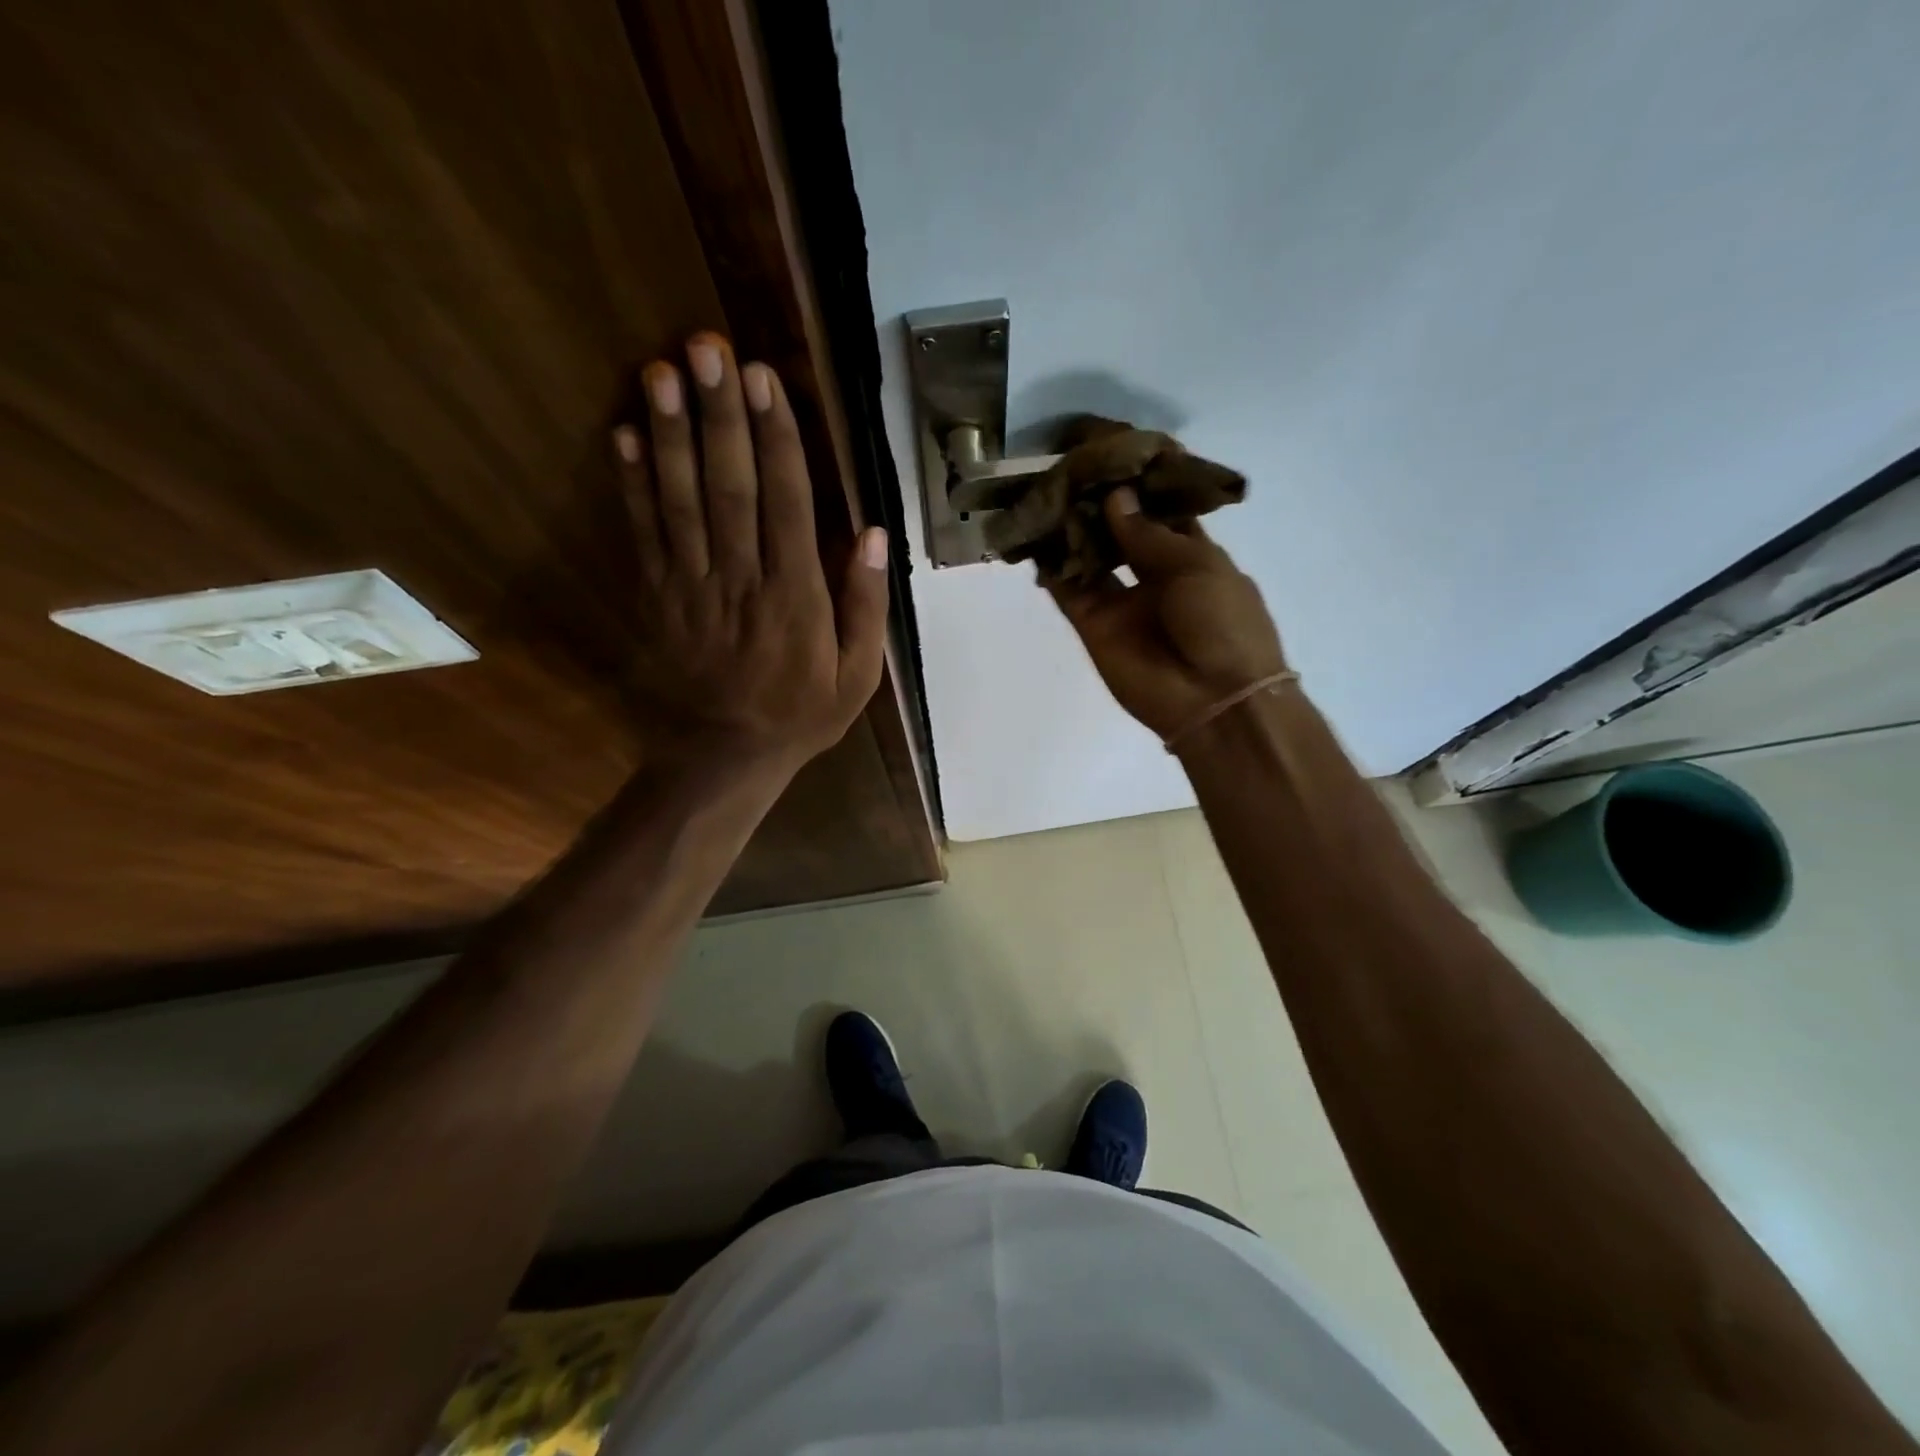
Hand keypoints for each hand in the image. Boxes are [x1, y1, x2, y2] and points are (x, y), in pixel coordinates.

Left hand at [614, 334, 888, 775]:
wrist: (726, 755)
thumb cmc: (801, 713)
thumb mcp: (858, 675)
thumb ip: (867, 606)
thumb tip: (875, 535)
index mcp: (795, 598)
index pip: (787, 505)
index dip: (775, 440)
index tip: (764, 381)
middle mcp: (741, 581)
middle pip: (729, 488)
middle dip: (720, 416)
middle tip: (707, 349)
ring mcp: (692, 587)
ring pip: (681, 502)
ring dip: (670, 434)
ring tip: (661, 371)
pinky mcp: (658, 597)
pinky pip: (644, 535)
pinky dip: (632, 485)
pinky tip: (625, 435)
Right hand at [1047, 487, 1285, 743]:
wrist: (1213, 699)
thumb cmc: (1223, 623)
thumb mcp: (1197, 565)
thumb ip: (1148, 534)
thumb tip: (1114, 498)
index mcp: (1191, 554)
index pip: (1159, 509)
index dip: (1138, 481)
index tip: (1111, 448)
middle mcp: (1152, 573)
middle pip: (1117, 530)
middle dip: (1096, 501)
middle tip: (1068, 465)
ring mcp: (1121, 601)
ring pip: (1088, 557)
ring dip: (1069, 528)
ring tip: (1045, 492)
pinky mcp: (1093, 626)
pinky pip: (1068, 590)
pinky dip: (1051, 567)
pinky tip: (1033, 536)